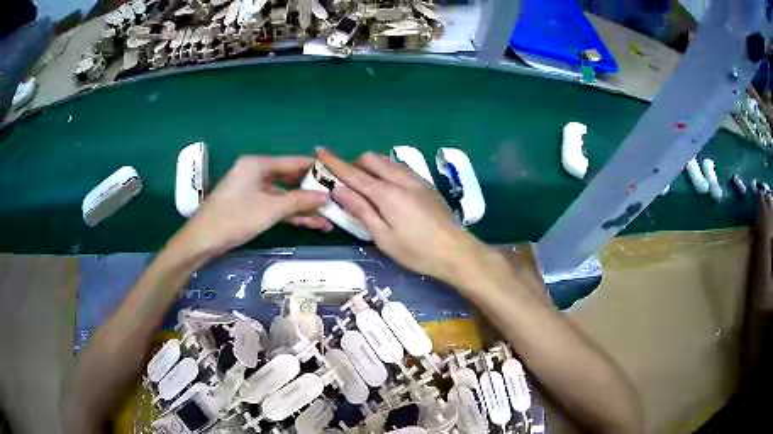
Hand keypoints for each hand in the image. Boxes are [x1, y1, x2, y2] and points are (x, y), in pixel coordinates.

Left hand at [177, 156, 331, 256]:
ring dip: (303, 208)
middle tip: (336, 201)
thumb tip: (326, 197)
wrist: (203, 240)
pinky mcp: (251, 205)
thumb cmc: (235, 218)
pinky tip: (311, 224)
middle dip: (311, 192)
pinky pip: (275, 206)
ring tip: (328, 220)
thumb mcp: (270, 209)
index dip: (316, 169)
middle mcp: (256, 172)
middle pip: (290, 179)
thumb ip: (299, 201)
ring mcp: (253, 190)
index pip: (294, 162)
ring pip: (284, 195)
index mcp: (258, 164)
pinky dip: (290, 214)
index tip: (337, 177)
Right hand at [317, 148, 496, 284]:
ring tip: (366, 185)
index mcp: (387, 193)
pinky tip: (388, 187)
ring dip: (371, 166)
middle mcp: (401, 179)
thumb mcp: (383, 236)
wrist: (456, 251)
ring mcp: (416, 179)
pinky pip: (400, 167)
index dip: (335, 162)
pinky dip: (386, 170)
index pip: (354, 173)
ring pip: (387, 160)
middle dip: (354, 164)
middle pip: (371, 159)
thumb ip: (361, 210)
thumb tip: (338, 189)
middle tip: (346, 183)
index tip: (320, 151)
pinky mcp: (426, 184)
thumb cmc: (416, 251)